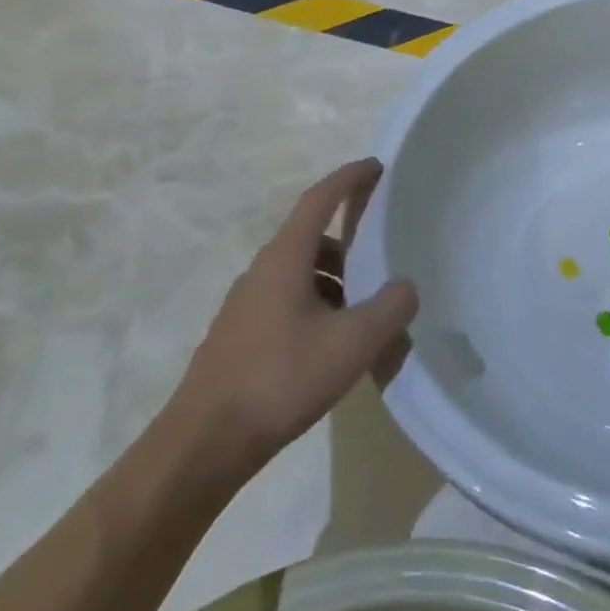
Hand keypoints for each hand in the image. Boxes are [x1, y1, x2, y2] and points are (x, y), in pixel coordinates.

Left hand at [172, 159, 417, 481]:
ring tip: (366, 313)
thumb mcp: (353, 343)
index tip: (375, 165)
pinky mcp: (241, 336)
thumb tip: (405, 287)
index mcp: (285, 258)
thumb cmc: (281, 379)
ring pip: (300, 274)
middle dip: (350, 242)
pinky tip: (335, 345)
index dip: (349, 178)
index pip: (319, 199)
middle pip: (311, 238)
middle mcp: (262, 272)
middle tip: (384, 258)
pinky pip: (288, 302)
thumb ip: (391, 307)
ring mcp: (246, 305)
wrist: (204, 444)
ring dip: (336, 280)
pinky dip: (318, 306)